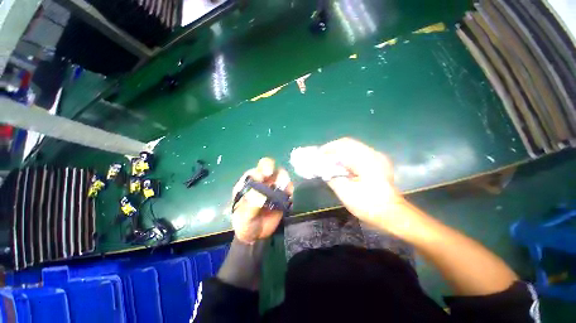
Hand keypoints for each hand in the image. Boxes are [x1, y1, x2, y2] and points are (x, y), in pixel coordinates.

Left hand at [231, 158, 292, 243]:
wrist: (256, 235)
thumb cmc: (245, 223)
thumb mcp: (244, 217)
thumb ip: (251, 206)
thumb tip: (262, 196)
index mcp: (250, 182)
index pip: (257, 170)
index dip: (262, 171)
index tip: (264, 178)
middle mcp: (262, 180)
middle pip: (270, 166)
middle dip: (274, 170)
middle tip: (277, 182)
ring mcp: (273, 186)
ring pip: (282, 175)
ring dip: (284, 180)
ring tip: (284, 192)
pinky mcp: (282, 194)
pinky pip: (289, 188)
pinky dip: (290, 190)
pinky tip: (288, 196)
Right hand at [319, 138, 407, 229]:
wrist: (393, 214)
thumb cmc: (369, 205)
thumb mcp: (346, 193)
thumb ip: (332, 178)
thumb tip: (321, 169)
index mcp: (366, 160)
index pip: (343, 145)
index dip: (328, 148)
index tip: (318, 154)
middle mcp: (373, 154)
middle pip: (348, 143)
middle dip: (333, 148)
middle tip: (322, 156)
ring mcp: (377, 157)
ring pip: (353, 147)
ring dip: (340, 151)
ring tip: (330, 159)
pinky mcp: (378, 162)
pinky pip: (358, 153)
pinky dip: (347, 156)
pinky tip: (341, 164)